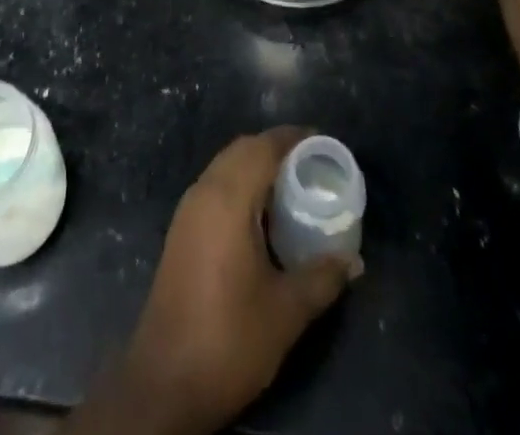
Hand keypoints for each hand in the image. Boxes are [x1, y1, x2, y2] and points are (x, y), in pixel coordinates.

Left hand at [115, 129, 358, 434]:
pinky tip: (263, 216)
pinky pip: (215, 186)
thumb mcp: (286, 312)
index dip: (293, 138)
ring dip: (256, 165)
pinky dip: (241, 184)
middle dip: (276, 148)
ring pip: (225, 166)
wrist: (165, 381)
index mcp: (227, 198)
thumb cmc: (229, 338)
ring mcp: (188, 210)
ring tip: (293, 186)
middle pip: (242, 149)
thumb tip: (353, 260)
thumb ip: (322, 278)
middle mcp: (203, 192)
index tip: (323, 141)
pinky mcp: (181, 230)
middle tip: (312, 164)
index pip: (262, 147)